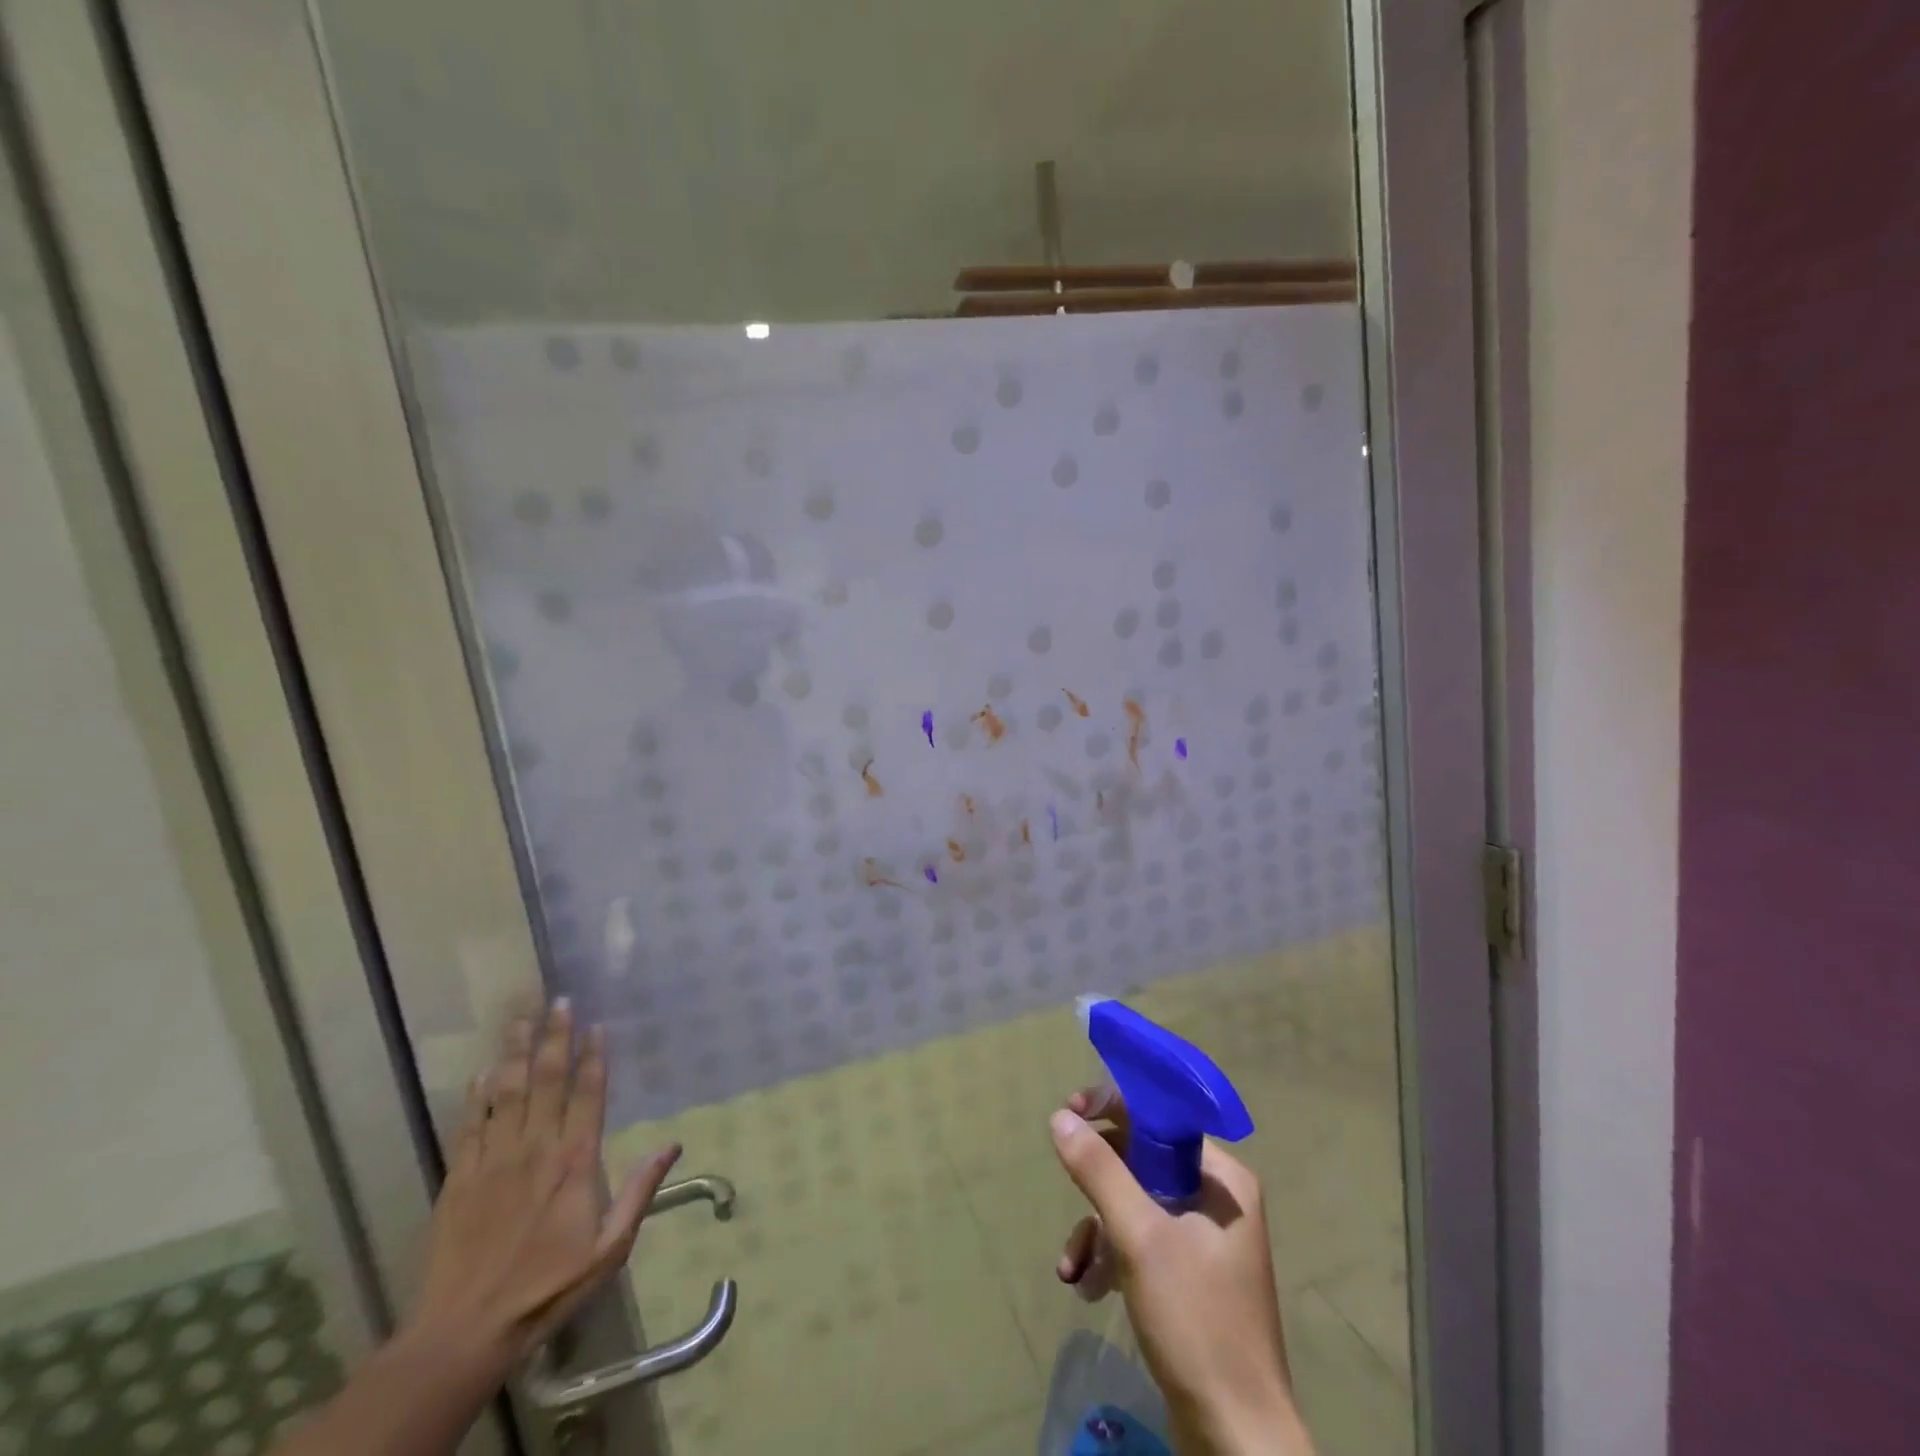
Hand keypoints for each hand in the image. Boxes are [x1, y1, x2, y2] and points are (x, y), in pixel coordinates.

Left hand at [404, 1000, 681, 1378]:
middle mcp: (536, 1149)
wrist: (464, 1333)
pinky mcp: (459, 1179)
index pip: (588, 1095)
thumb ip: (640, 1193)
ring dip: (516, 1053)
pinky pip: (470, 1125)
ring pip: (508, 1093)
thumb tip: (672, 1144)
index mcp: (575, 1162)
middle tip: (560, 1002)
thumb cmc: (547, 1288)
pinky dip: (477, 1096)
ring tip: (522, 1018)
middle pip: (548, 1081)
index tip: (597, 1025)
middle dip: (556, 1038)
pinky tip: (482, 1072)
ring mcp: (493, 1161)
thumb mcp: (609, 1249)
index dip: (594, 1057)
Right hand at [1051, 1087, 1314, 1455]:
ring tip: (1073, 1266)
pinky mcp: (1190, 1280)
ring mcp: (1205, 1242)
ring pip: (1136, 1205)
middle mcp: (1217, 1201)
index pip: (1162, 1117)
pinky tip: (1087, 1287)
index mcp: (1223, 1179)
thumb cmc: (1196, 1322)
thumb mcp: (1139, 1237)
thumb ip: (1099, 1170)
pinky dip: (1112, 1257)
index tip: (1072, 1111)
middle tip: (1066, 1183)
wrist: (1236, 1440)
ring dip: (1098, 1228)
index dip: (1115, 1107)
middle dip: (1099, 1182)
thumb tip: (1061, 1117)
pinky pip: (1142, 1243)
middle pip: (1144, 1161)